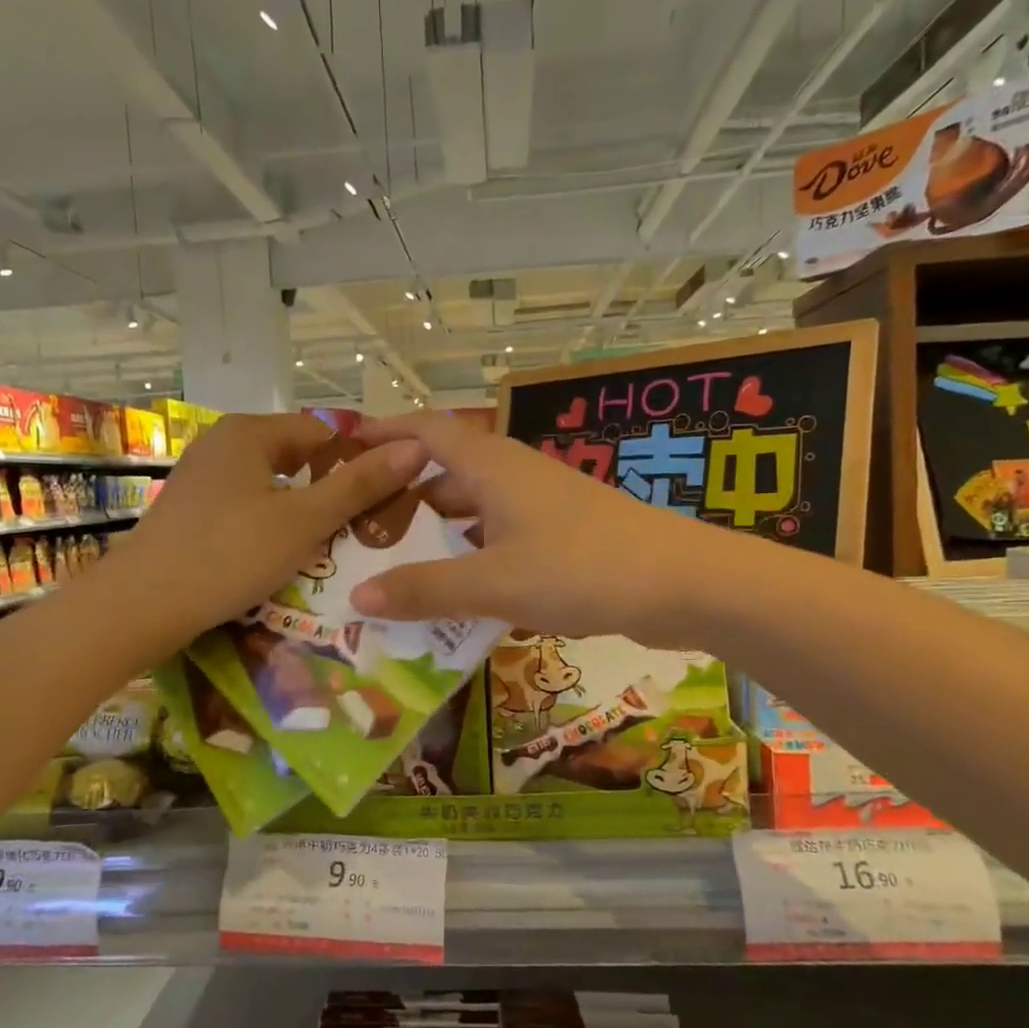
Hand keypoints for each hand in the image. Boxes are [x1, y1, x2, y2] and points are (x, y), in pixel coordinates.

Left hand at [111, 413, 423, 640]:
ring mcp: (201, 479)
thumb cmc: (229, 554)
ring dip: (302, 515)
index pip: (323, 433)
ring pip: (271, 489)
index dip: (358, 462)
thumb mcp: (305, 520)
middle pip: (296, 460)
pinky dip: (271, 528)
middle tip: (362, 531)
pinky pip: (246, 510)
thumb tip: (415, 448)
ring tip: (330, 550)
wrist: (140, 607)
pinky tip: (282, 559)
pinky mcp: (190, 513)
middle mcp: (221, 444)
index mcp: (249, 432)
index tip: (384, 501)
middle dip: (331, 492)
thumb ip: (360, 485)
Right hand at [346, 415, 710, 647]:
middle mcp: (514, 477)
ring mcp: (543, 507)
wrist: (684, 583)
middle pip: (446, 474)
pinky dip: (473, 559)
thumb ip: (426, 589)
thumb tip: (356, 596)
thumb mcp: (495, 582)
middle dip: (402, 496)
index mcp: (492, 466)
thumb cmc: (582, 567)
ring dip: (438, 534)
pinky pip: (501, 540)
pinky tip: (457, 594)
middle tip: (357, 528)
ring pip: (475, 512)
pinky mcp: (563, 538)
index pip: (426, 431)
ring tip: (394, 566)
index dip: (385, 432)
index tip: (344, 447)